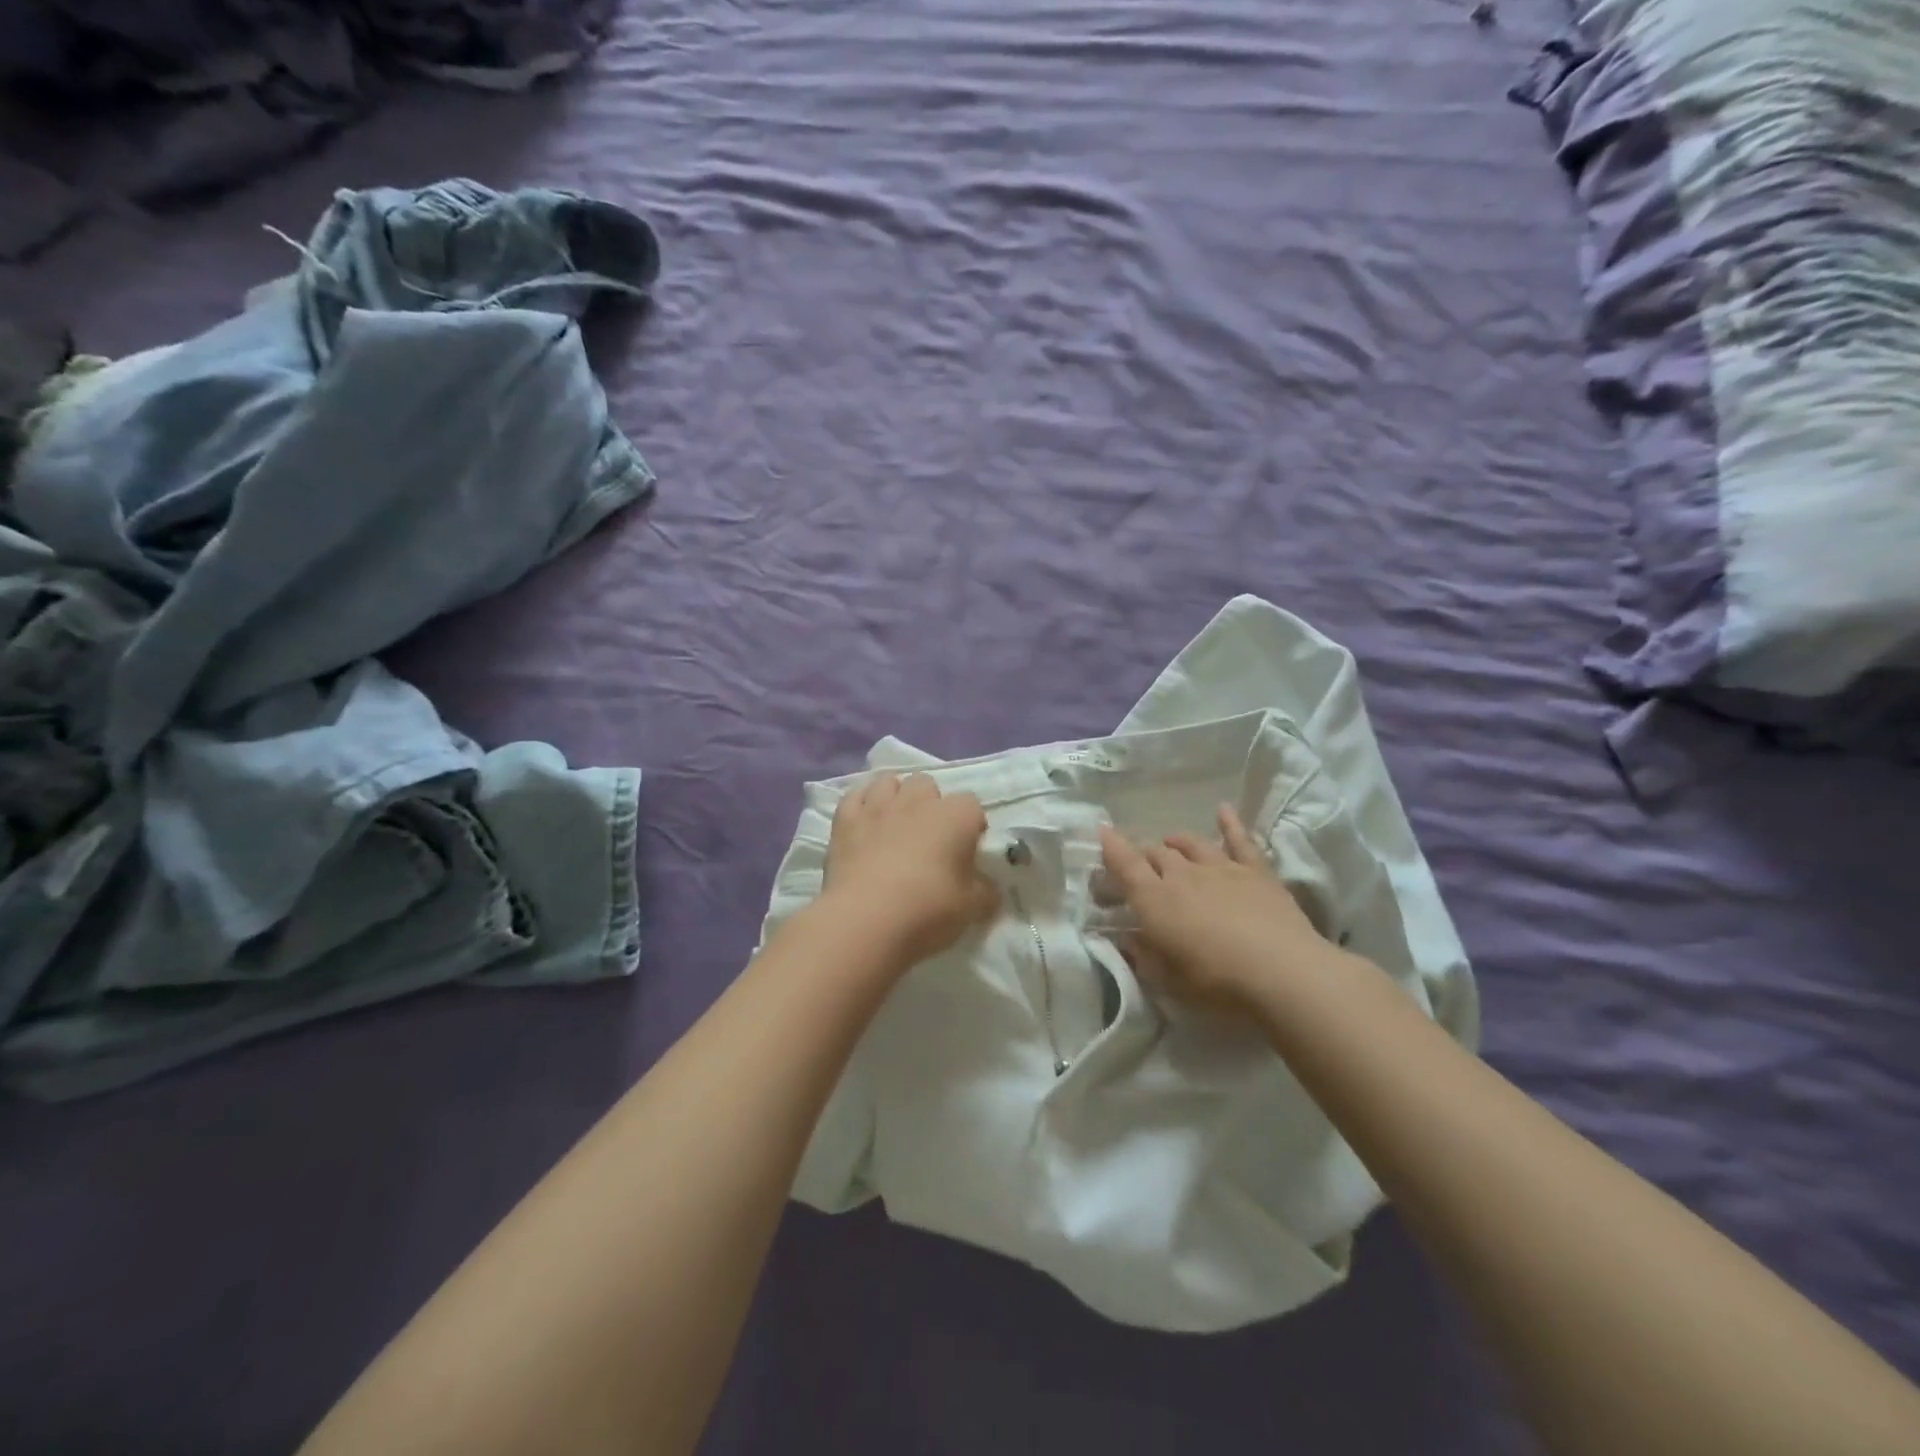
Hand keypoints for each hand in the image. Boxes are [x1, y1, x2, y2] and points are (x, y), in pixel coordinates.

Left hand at [822, 772, 998, 966]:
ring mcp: (878, 807)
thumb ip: (985, 893)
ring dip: (895, 797)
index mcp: (955, 816)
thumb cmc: (928, 910)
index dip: (971, 825)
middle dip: (930, 804)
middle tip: (930, 836)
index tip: (967, 849)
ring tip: (895, 825)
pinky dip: (861, 804)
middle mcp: (917, 801)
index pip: (972, 804)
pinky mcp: (845, 820)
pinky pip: (854, 796)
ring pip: (889, 782)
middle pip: (927, 784)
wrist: (865, 920)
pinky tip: (864, 822)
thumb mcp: (972, 909)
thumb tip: (989, 890)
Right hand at [1098, 804, 1338, 1011]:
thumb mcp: (1168, 980)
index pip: (1125, 865)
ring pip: (1191, 844)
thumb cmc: (1217, 983)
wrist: (1282, 972)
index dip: (1112, 847)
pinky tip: (1223, 810)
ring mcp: (1221, 868)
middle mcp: (1182, 875)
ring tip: (1170, 843)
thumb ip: (1144, 956)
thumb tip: (1129, 939)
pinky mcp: (1256, 872)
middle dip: (1144, 855)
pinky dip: (1230, 823)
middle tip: (1141, 867)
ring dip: (1177, 841)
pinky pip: (1240, 840)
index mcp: (1155, 900)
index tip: (1102, 831)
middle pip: (1157, 853)